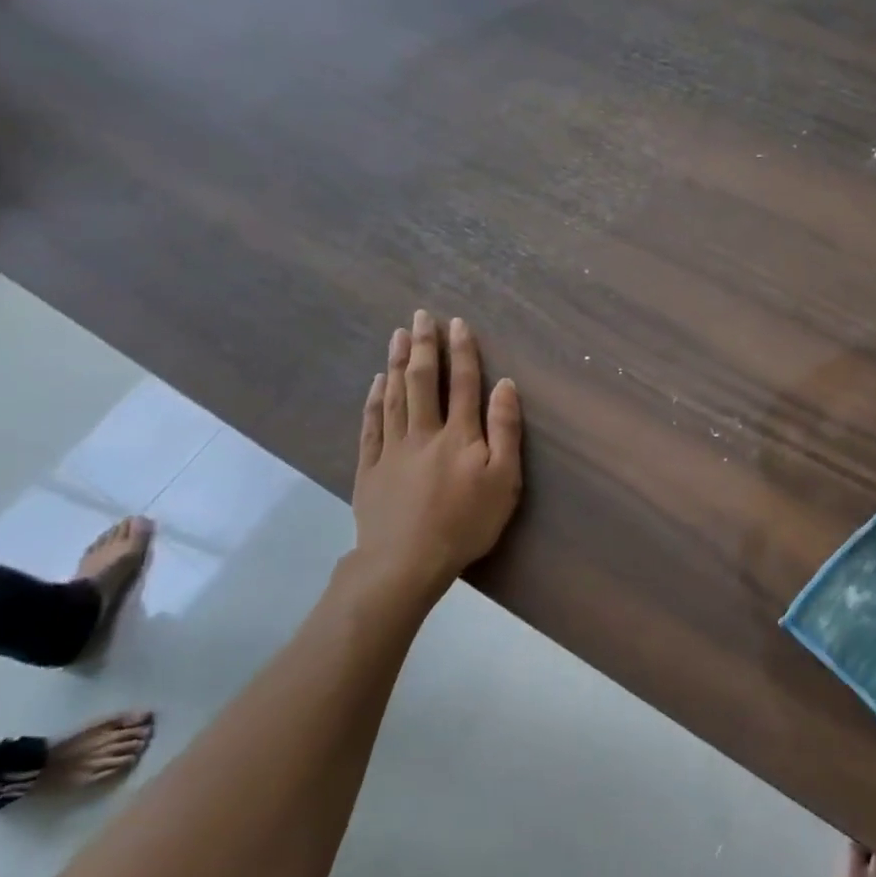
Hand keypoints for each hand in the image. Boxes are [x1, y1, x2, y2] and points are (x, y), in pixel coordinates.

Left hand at [350, 311, 522, 604]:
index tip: (458, 323)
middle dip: (425, 346)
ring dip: (398, 363)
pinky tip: (376, 382)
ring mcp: (393, 448)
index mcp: (460, 435)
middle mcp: (425, 432)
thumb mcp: (504, 480)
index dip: (463, 352)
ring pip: (395, 396)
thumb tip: (505, 385)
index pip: (463, 383)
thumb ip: (505, 430)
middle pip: (424, 381)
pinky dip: (374, 399)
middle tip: (421, 316)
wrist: (407, 560)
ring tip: (398, 335)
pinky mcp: (370, 467)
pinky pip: (372, 424)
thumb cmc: (466, 522)